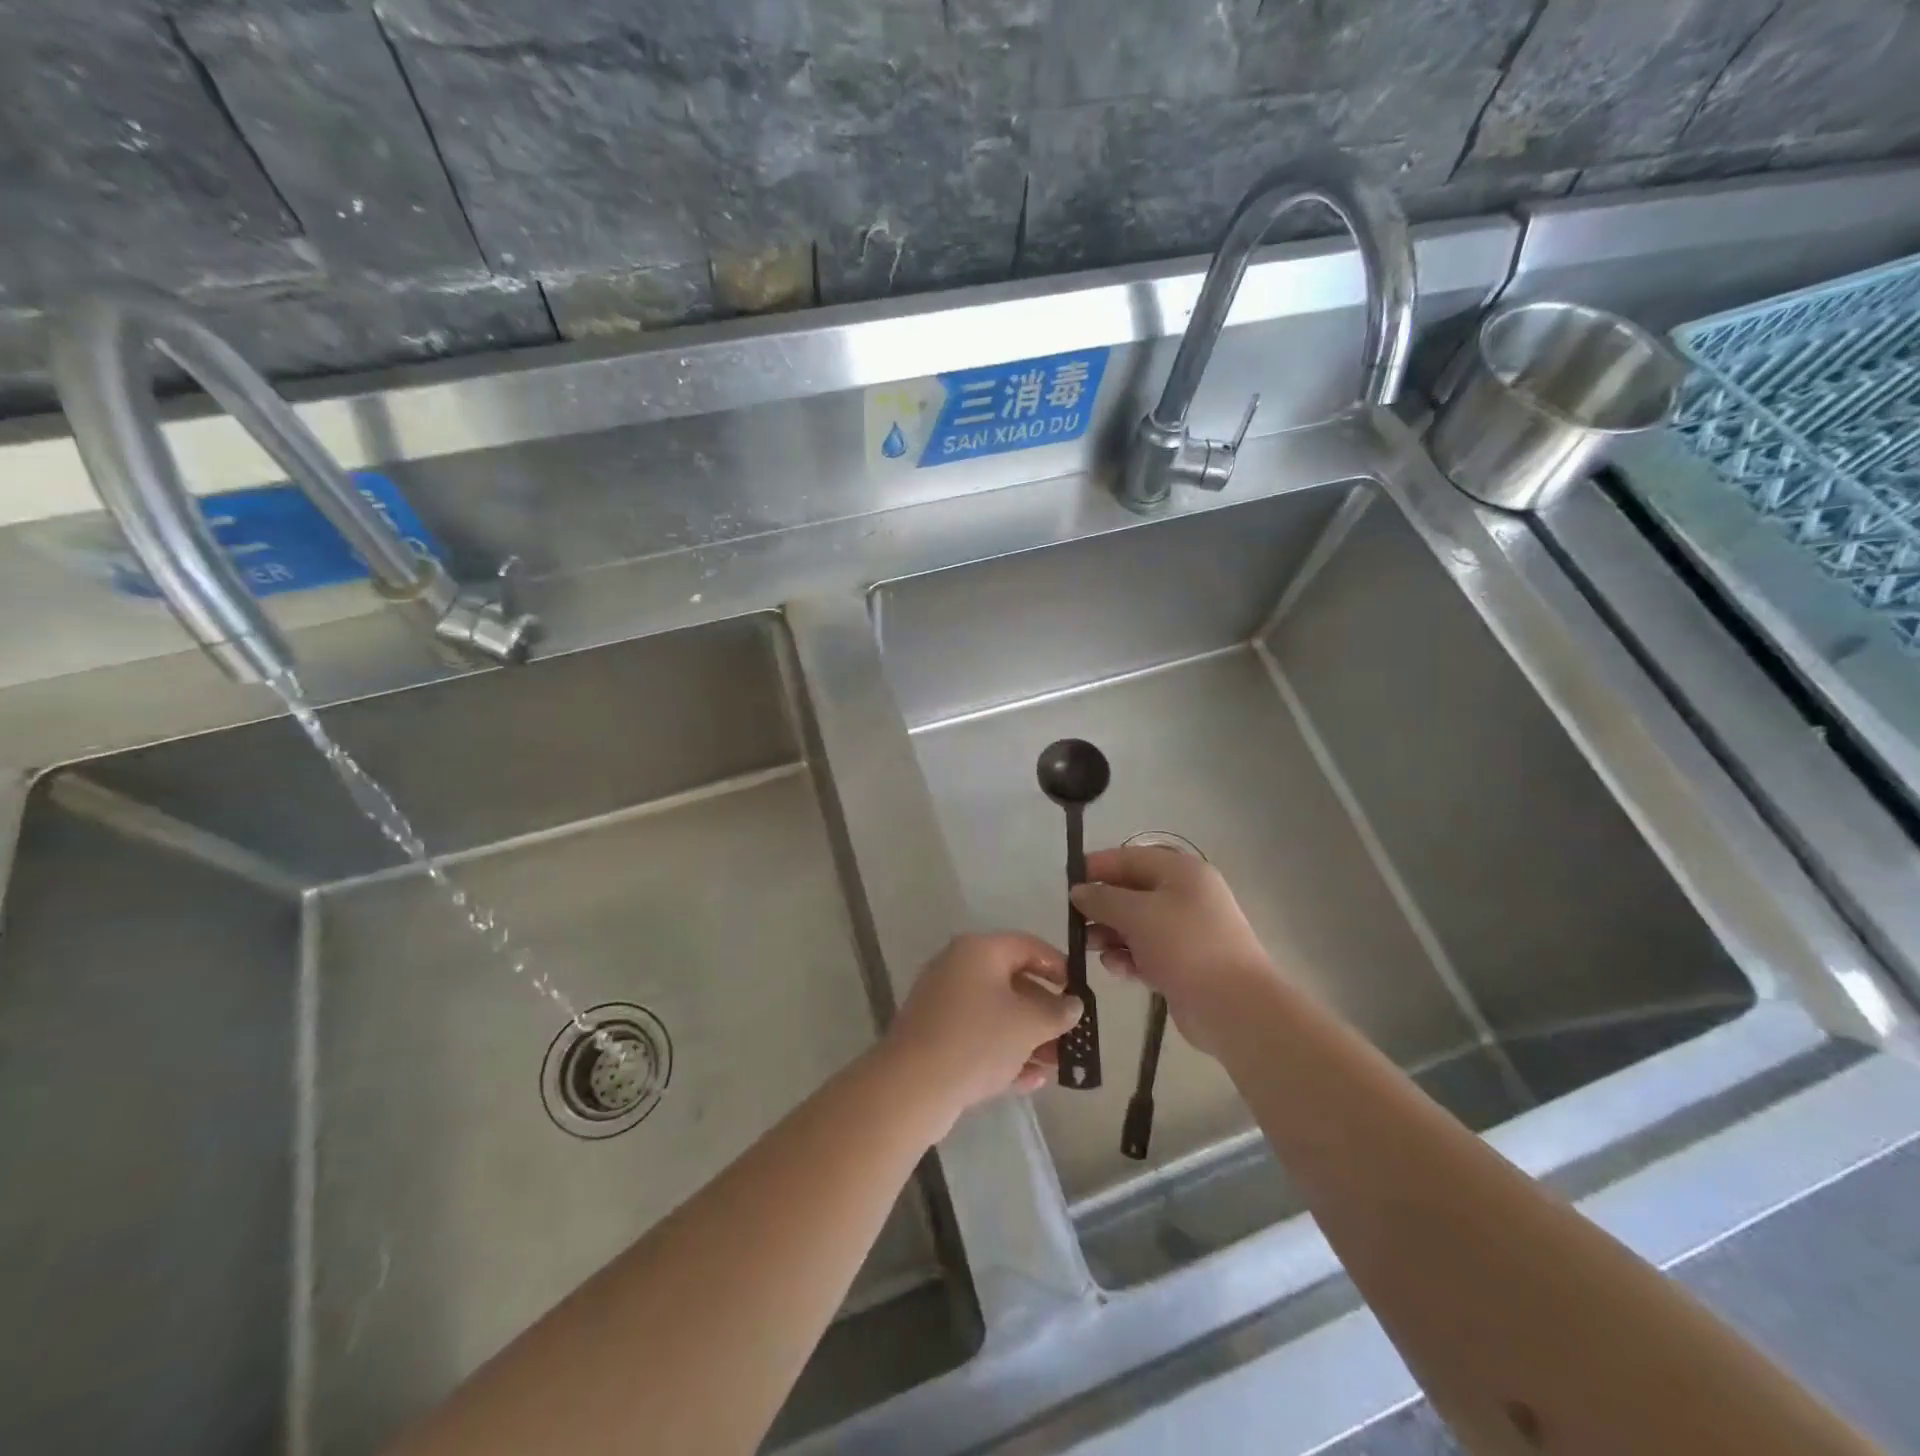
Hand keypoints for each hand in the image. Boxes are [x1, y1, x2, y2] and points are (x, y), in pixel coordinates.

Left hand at [882, 932, 1082, 1129]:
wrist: (913, 1085)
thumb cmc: (977, 1040)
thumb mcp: (1028, 1024)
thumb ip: (1057, 1012)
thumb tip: (1074, 1004)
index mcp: (978, 951)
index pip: (1027, 946)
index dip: (1058, 966)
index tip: (1080, 992)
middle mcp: (958, 968)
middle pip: (1012, 982)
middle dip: (1045, 1011)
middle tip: (1072, 1036)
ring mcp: (944, 1004)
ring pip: (996, 1014)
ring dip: (1029, 1037)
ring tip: (1057, 1065)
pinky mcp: (936, 1037)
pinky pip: (979, 1038)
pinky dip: (1004, 1054)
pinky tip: (1031, 1081)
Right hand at [1071, 846, 1275, 1056]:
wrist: (1234, 1007)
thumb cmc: (1185, 946)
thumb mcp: (1138, 914)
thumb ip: (1103, 899)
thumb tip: (1078, 891)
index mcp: (1181, 872)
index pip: (1130, 858)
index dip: (1098, 867)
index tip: (1068, 882)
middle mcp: (1186, 896)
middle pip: (1132, 892)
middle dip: (1102, 906)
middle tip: (1075, 922)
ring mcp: (1186, 931)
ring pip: (1136, 924)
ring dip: (1111, 934)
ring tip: (1091, 948)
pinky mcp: (1183, 963)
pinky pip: (1146, 952)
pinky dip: (1128, 957)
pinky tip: (1117, 969)